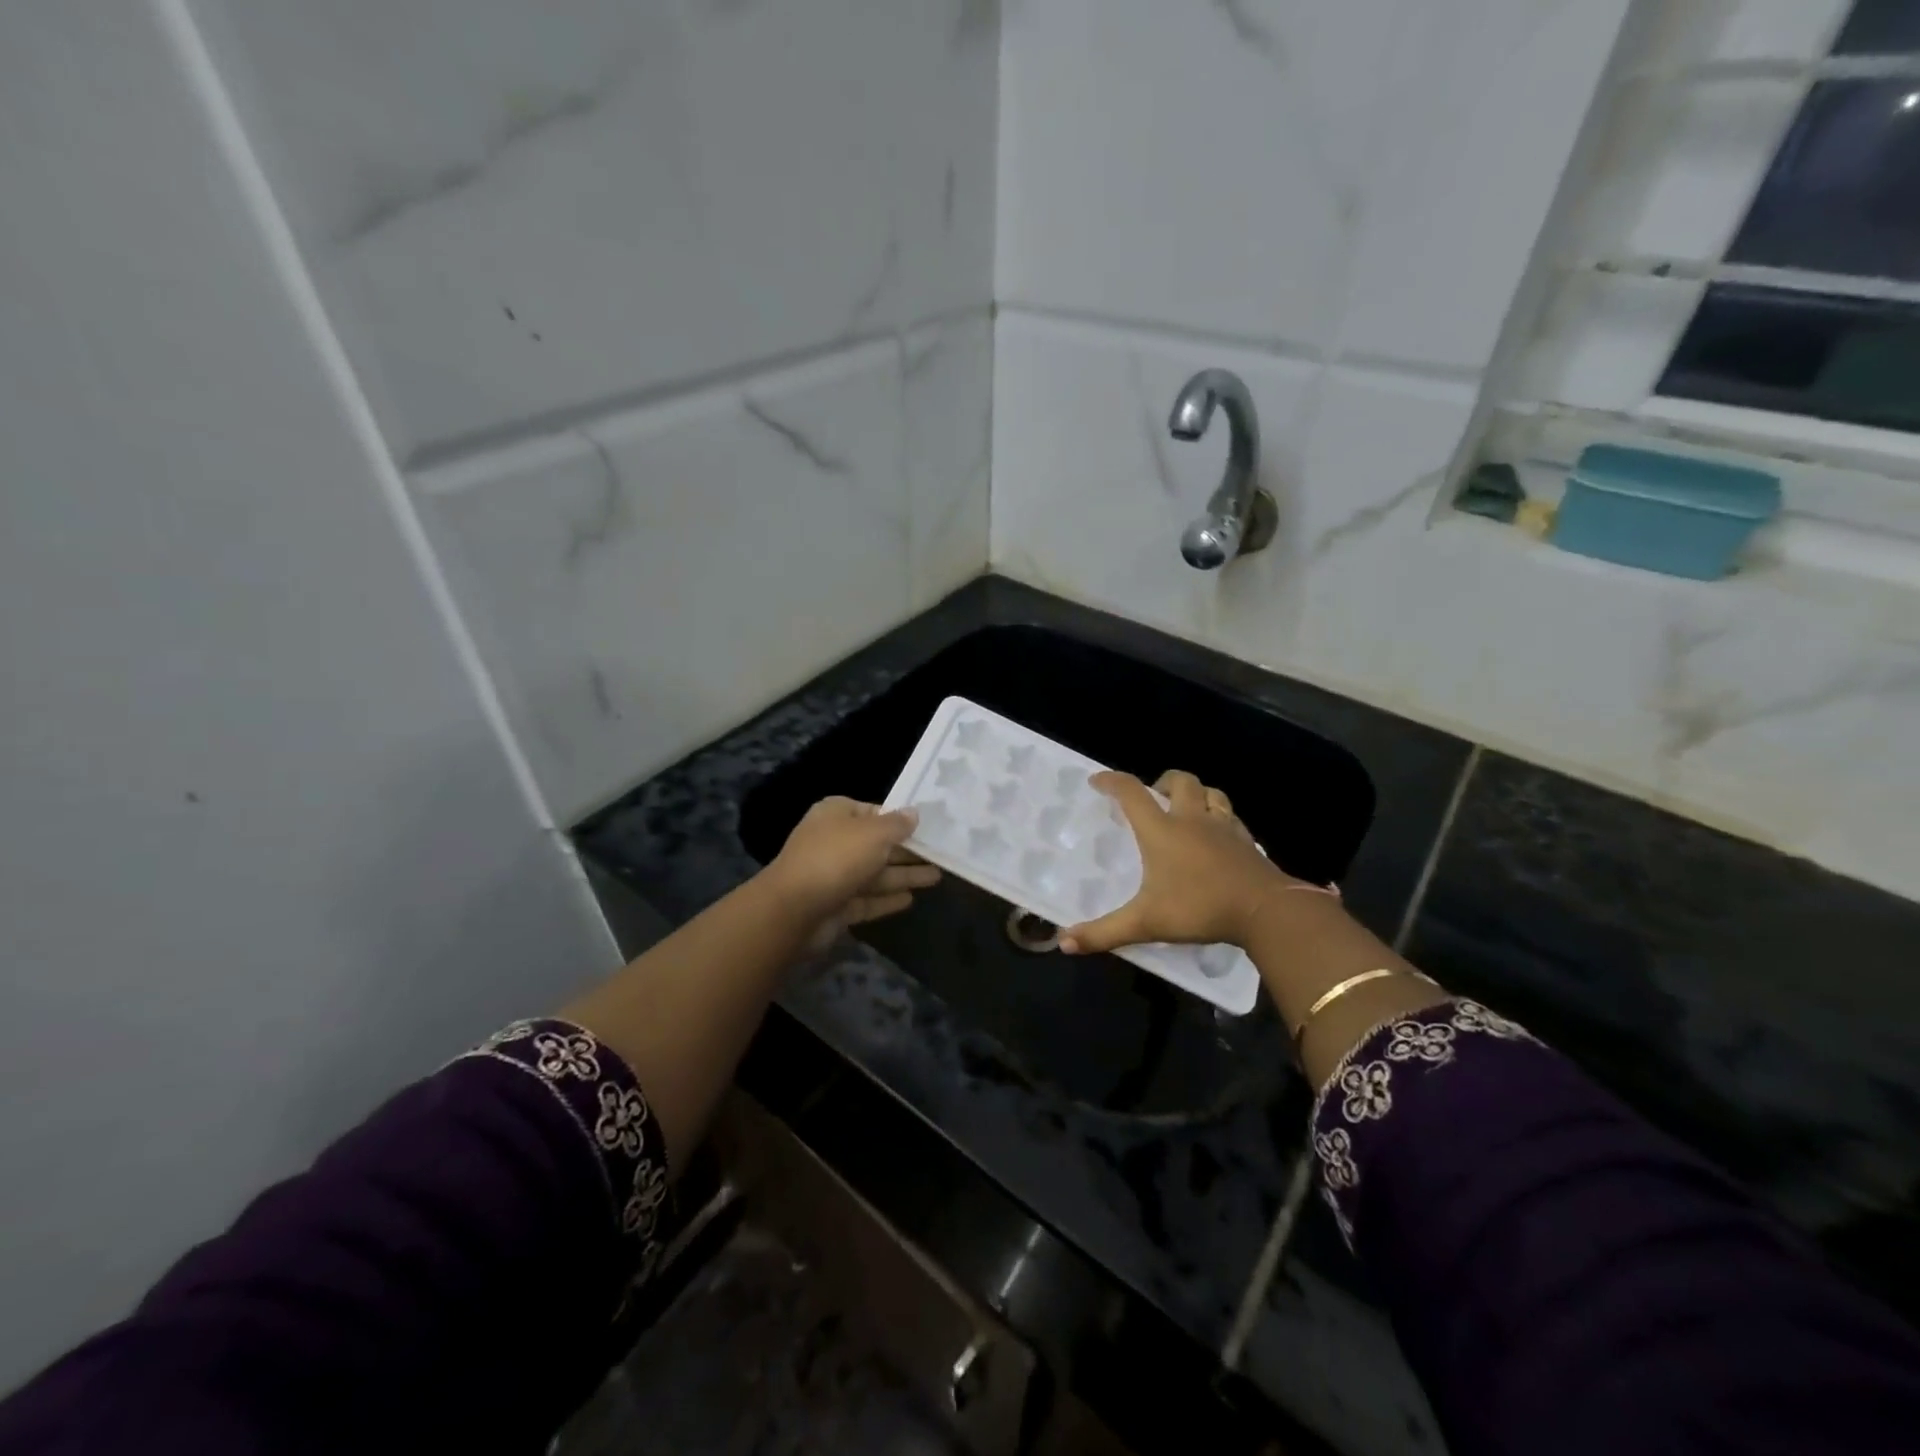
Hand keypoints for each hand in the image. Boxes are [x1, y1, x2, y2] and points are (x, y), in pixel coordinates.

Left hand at [764, 797, 940, 949]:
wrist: (794, 910)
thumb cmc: (836, 857)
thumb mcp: (873, 833)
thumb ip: (896, 825)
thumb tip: (914, 813)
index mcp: (836, 815)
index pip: (873, 812)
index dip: (899, 818)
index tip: (928, 826)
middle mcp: (834, 842)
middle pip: (877, 844)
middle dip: (907, 850)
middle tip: (941, 853)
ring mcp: (834, 876)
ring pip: (875, 873)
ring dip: (904, 875)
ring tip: (937, 877)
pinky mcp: (836, 906)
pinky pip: (868, 899)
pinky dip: (888, 899)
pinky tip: (912, 899)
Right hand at [1060, 770, 1301, 954]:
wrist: (1265, 910)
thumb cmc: (1199, 908)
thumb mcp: (1145, 923)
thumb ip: (1104, 932)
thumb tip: (1064, 942)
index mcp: (1161, 830)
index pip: (1131, 792)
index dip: (1111, 781)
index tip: (1097, 781)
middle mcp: (1191, 819)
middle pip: (1179, 780)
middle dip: (1162, 781)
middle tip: (1152, 797)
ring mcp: (1224, 827)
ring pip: (1211, 792)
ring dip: (1196, 793)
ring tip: (1187, 809)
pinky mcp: (1247, 841)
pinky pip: (1231, 817)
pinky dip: (1220, 817)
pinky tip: (1218, 835)